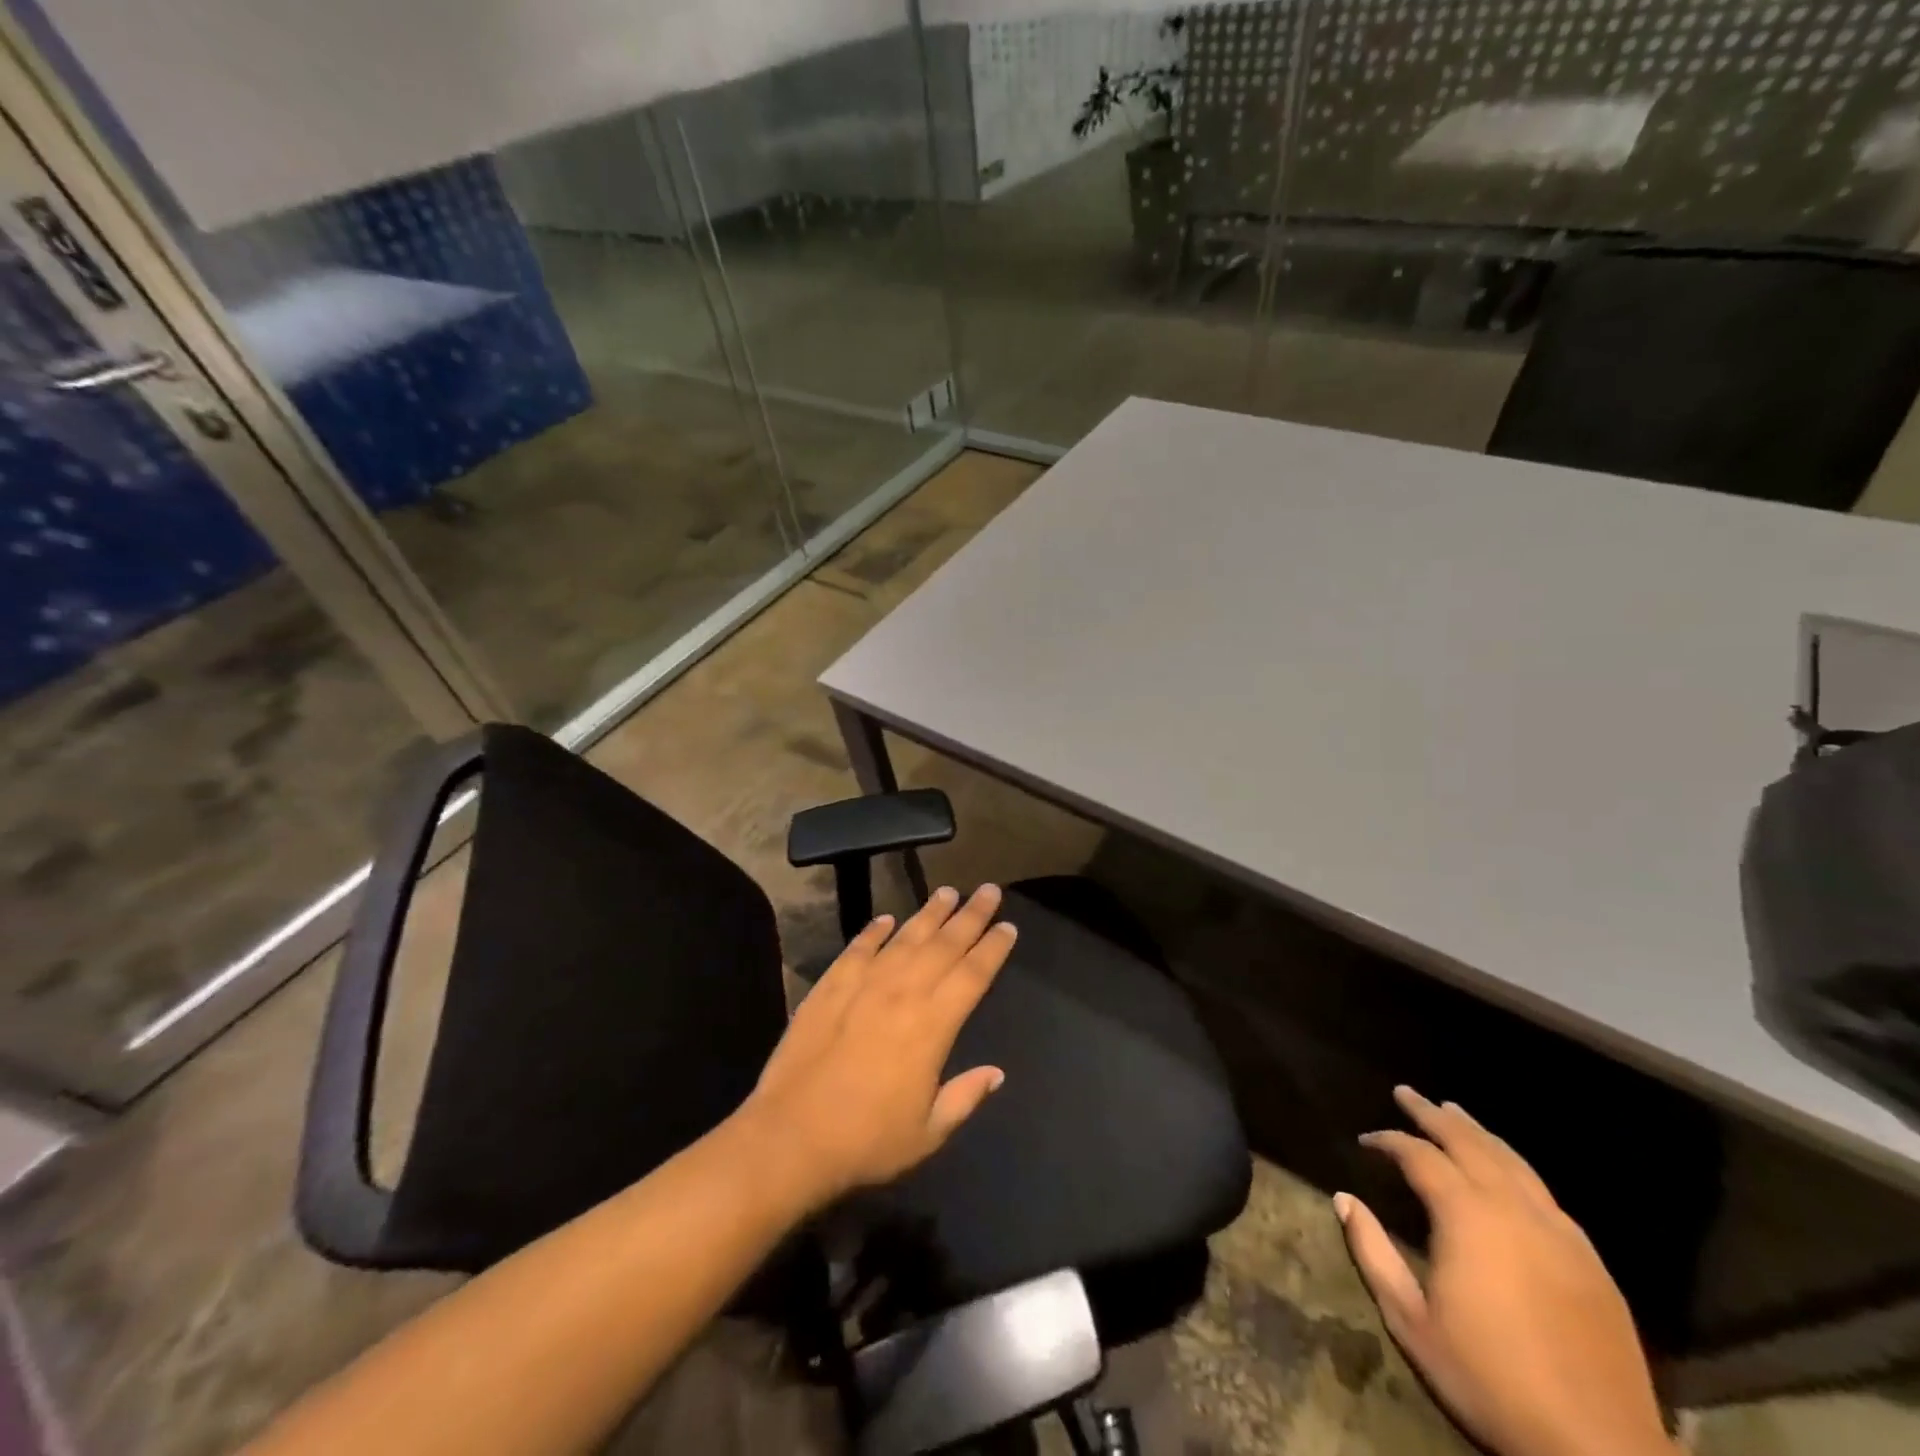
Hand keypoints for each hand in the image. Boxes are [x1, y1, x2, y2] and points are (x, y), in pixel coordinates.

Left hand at [737, 883, 1015, 1210]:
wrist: (791, 1137)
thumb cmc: (867, 1141)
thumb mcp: (928, 1133)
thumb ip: (964, 1097)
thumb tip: (996, 1073)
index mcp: (932, 1025)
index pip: (973, 975)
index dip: (993, 948)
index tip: (1008, 926)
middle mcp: (902, 993)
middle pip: (944, 945)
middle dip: (970, 916)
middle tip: (989, 890)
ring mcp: (863, 985)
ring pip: (904, 938)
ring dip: (928, 913)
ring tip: (947, 892)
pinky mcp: (829, 987)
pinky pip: (857, 949)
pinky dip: (874, 932)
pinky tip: (885, 919)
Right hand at [1336, 1087, 1680, 1455]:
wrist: (1599, 1451)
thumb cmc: (1490, 1382)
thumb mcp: (1411, 1322)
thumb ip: (1373, 1252)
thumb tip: (1344, 1198)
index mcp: (1467, 1217)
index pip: (1420, 1156)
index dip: (1389, 1141)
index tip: (1367, 1140)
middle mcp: (1514, 1209)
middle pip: (1469, 1142)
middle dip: (1433, 1114)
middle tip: (1406, 1093)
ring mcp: (1560, 1233)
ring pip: (1513, 1161)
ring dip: (1478, 1132)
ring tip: (1454, 1112)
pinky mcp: (1591, 1262)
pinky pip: (1546, 1195)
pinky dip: (1516, 1169)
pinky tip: (1509, 1174)